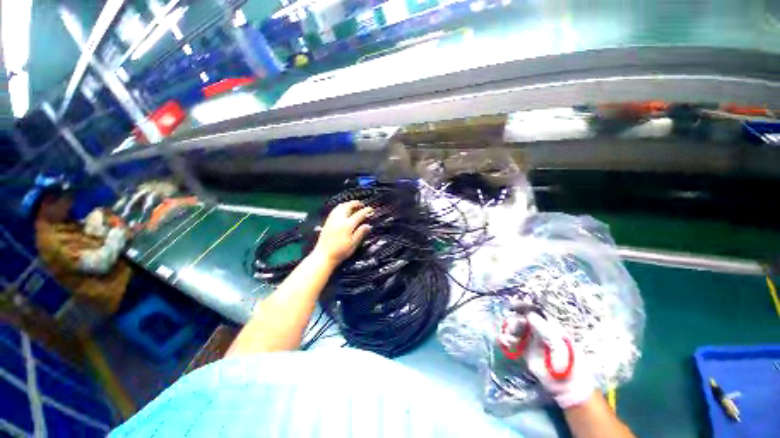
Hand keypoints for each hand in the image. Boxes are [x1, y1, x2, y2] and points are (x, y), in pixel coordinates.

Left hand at [312, 201, 372, 265]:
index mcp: (347, 225)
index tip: (371, 209)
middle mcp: (339, 219)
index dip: (366, 211)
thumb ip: (361, 233)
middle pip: (348, 206)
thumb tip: (368, 225)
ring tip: (353, 206)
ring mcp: (332, 219)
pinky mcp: (327, 222)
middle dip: (355, 203)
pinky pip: (335, 210)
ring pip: (340, 206)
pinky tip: (343, 211)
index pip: (359, 214)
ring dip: (348, 204)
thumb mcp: (353, 244)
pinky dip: (341, 207)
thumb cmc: (340, 252)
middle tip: (362, 205)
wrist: (323, 256)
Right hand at [500, 300, 596, 407]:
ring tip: (506, 336)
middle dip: (514, 320)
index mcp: (549, 326)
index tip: (513, 305)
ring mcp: (531, 341)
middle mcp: (538, 331)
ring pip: (516, 330)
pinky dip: (506, 341)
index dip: (523, 306)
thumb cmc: (568, 362)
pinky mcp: (525, 352)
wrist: (567, 386)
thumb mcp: (558, 343)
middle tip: (509, 325)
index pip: (534, 311)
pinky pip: (513, 343)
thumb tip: (529, 315)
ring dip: (509, 330)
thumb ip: (543, 329)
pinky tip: (503, 341)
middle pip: (522, 319)